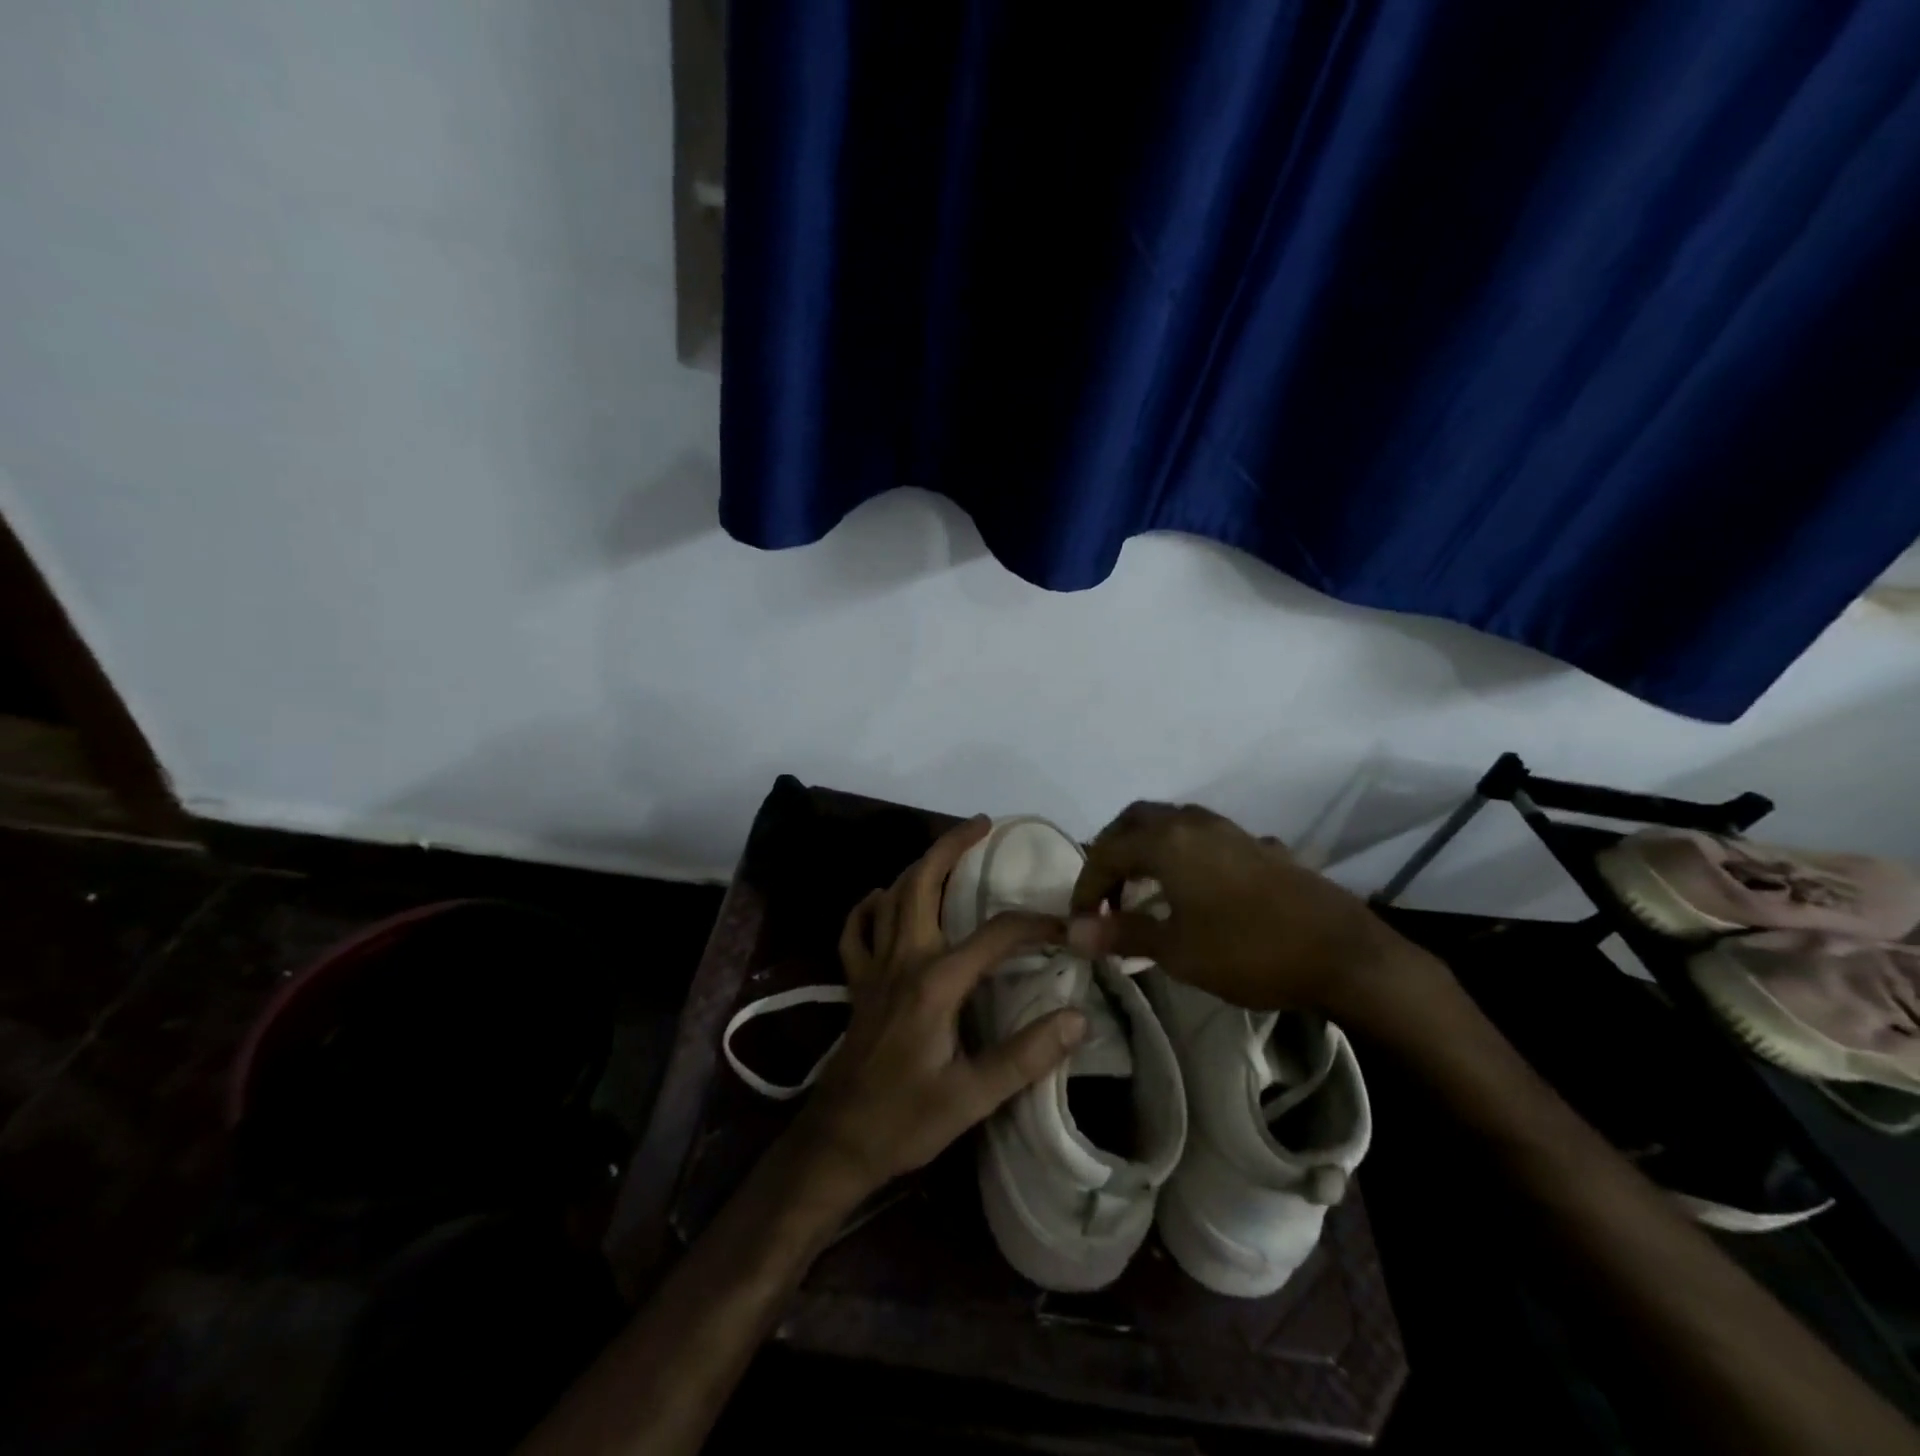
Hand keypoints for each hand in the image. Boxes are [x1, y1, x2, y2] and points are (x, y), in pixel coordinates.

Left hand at [792, 817, 1088, 1196]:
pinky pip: (856, 931)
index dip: (1035, 925)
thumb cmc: (906, 1121)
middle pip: (923, 884)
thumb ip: (1026, 1055)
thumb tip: (1078, 1016)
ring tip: (947, 854)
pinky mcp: (858, 983)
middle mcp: (903, 960)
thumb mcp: (972, 1097)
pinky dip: (869, 907)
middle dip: (952, 847)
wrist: (838, 1142)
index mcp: (935, 982)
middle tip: (983, 826)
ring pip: (891, 897)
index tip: (1067, 929)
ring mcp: (874, 968)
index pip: (995, 935)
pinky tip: (882, 899)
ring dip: (919, 868)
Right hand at [1066, 801, 1429, 1015]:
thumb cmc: (1248, 951)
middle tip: (1105, 893)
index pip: (1107, 851)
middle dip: (1111, 853)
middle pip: (1135, 821)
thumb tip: (1072, 934)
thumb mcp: (1176, 950)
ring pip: (1171, 822)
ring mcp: (1229, 830)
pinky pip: (1202, 836)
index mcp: (1167, 842)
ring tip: (1142, 888)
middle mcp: (1193, 823)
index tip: (1081, 922)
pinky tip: (1192, 888)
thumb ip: (1122, 933)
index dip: (1086, 886)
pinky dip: (1180, 853)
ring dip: (1146, 848)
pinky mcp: (1256, 845)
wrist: (1341, 953)